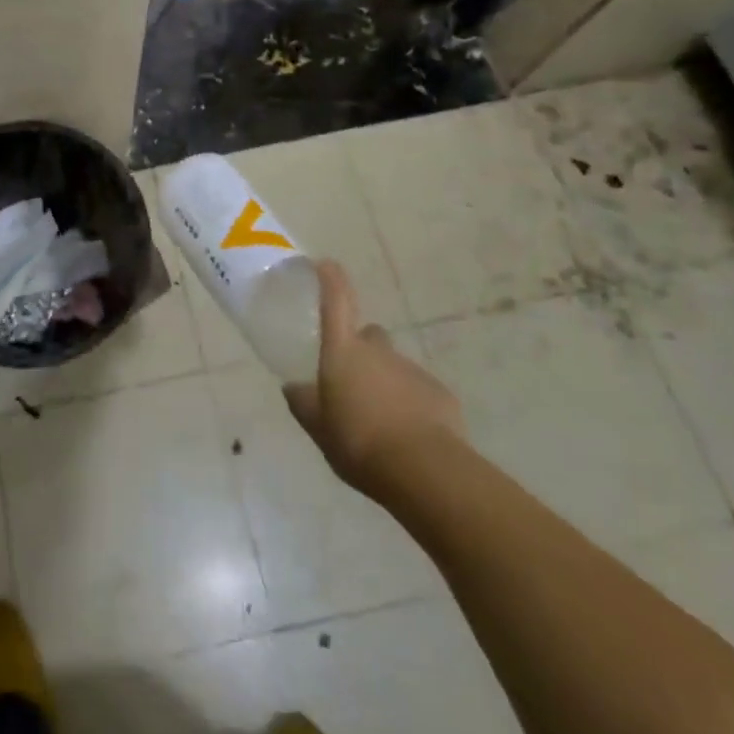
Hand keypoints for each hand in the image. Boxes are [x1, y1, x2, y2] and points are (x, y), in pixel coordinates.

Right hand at [284, 260, 465, 495]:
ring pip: (393, 367)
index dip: (330, 279)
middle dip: (361, 349)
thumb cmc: (358, 441)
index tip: (325, 263)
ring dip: (385, 383)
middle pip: (368, 336)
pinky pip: (418, 392)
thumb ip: (303, 402)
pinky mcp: (440, 394)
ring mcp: (412, 370)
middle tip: (351, 380)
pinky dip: (410, 404)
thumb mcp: (317, 426)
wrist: (425, 470)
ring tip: (378, 420)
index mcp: (344, 351)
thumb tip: (293, 386)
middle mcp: (378, 351)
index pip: (336, 300)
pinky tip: (406, 435)